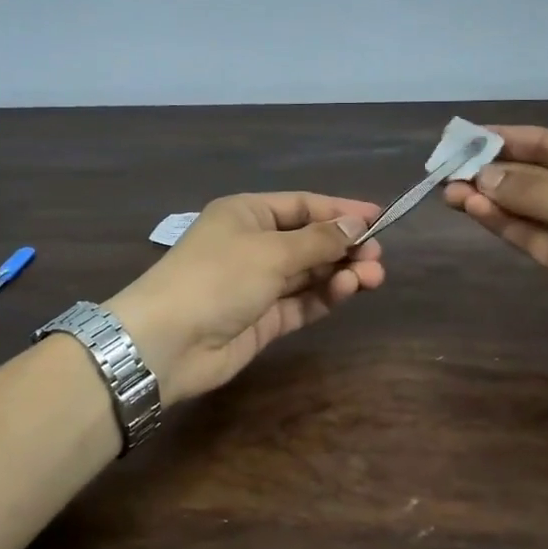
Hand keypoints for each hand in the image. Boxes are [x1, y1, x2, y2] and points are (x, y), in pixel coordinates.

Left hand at [106, 193, 385, 402]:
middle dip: (344, 246)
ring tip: (372, 277)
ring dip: (340, 272)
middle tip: (377, 257)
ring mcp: (258, 284)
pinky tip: (347, 290)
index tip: (380, 217)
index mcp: (247, 214)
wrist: (167, 343)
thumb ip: (319, 239)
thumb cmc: (217, 277)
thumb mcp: (271, 250)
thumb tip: (357, 223)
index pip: (302, 205)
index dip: (340, 210)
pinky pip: (302, 301)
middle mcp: (254, 245)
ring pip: (309, 272)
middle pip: (309, 240)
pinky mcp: (264, 319)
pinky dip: (325, 295)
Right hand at [444, 125, 547, 359]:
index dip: (506, 139)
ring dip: (488, 198)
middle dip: (491, 171)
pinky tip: (473, 210)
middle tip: (446, 170)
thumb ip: (532, 191)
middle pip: (530, 174)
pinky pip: (527, 233)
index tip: (465, 137)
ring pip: (523, 206)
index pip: (546, 143)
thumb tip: (483, 176)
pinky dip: (501, 222)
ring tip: (448, 192)